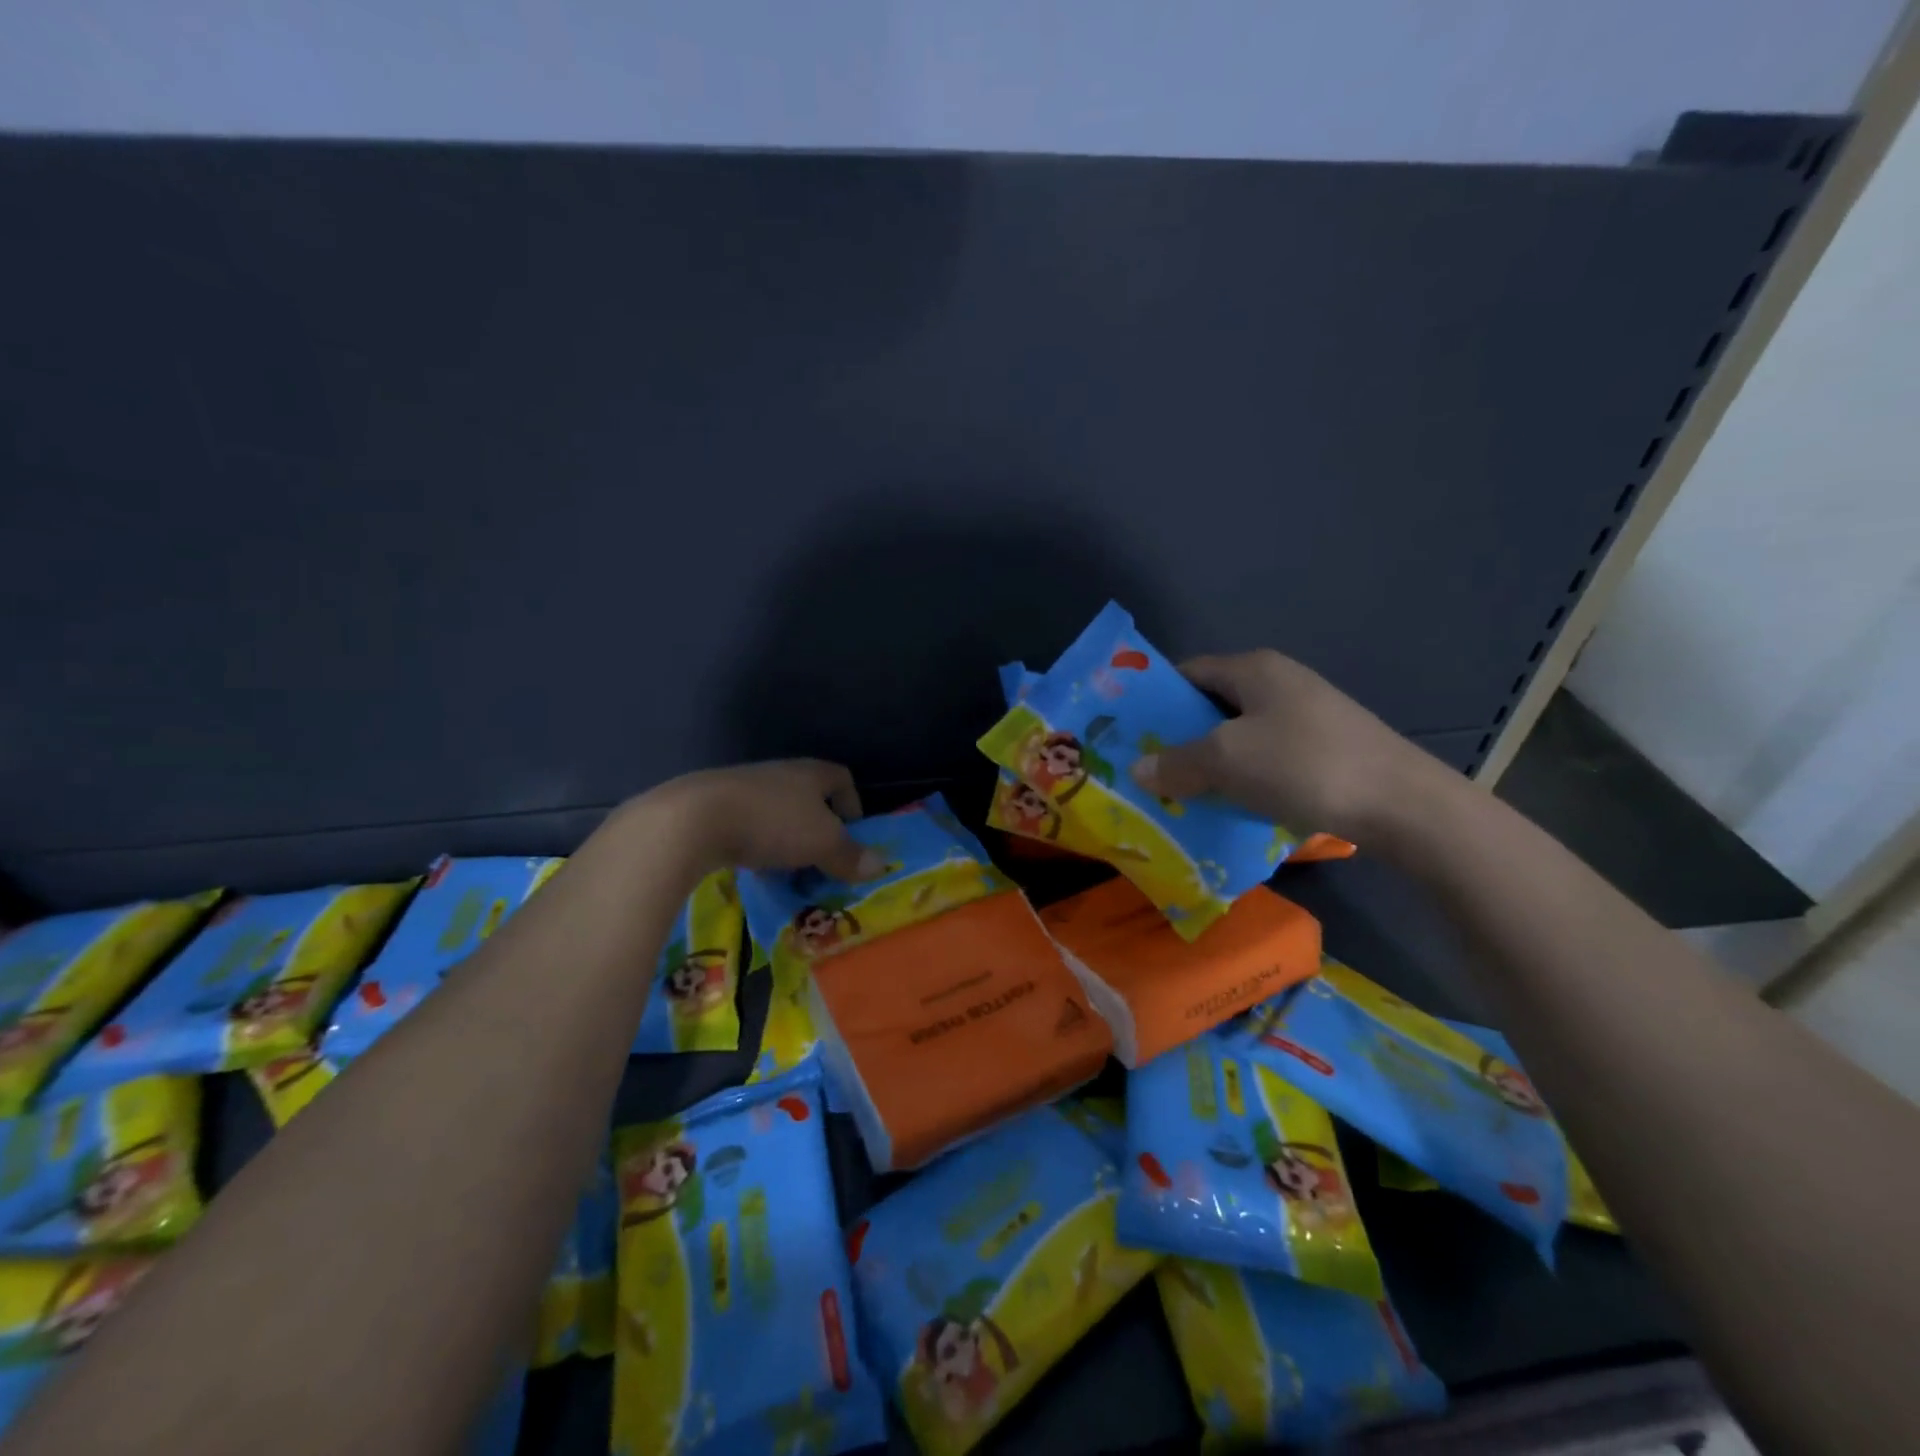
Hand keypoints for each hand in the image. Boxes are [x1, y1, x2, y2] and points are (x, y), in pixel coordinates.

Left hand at [641, 759, 883, 881]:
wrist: (692, 820)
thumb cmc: (771, 823)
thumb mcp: (821, 843)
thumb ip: (850, 855)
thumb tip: (880, 865)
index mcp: (809, 773)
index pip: (840, 777)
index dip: (851, 803)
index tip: (850, 834)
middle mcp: (777, 773)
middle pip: (807, 797)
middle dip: (817, 828)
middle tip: (821, 861)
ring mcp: (741, 788)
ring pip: (775, 813)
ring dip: (785, 840)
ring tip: (786, 871)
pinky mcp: (712, 807)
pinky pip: (745, 826)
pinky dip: (755, 846)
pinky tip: (751, 869)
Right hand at [1130, 650, 1446, 842]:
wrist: (1403, 805)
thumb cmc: (1304, 765)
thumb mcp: (1227, 761)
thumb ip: (1177, 762)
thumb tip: (1138, 770)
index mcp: (1253, 669)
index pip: (1187, 672)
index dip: (1155, 698)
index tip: (1130, 733)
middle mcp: (1279, 683)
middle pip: (1212, 705)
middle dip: (1179, 737)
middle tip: (1151, 769)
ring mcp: (1306, 716)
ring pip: (1239, 735)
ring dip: (1210, 762)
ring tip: (1183, 792)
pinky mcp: (1325, 749)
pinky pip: (1266, 757)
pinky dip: (1243, 776)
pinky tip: (1232, 804)